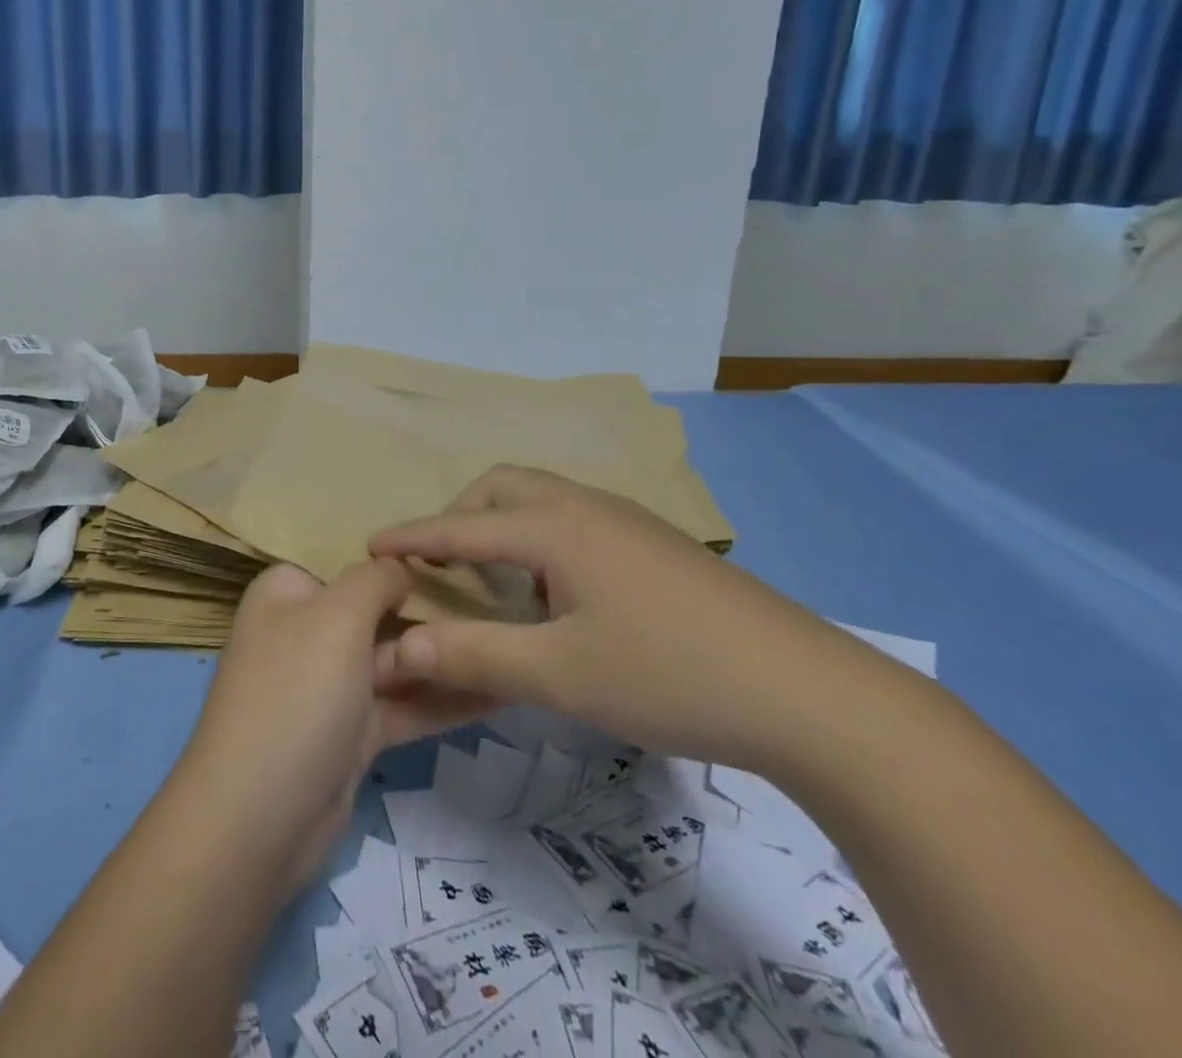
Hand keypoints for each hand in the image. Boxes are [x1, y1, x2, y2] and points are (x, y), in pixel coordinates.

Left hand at [176, 561, 496, 892]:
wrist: (257, 820)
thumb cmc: (296, 694)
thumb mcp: (336, 617)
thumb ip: (375, 580)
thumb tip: (400, 566)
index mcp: (290, 592)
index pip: (352, 564)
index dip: (403, 563)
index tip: (464, 563)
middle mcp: (307, 631)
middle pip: (379, 611)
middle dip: (437, 611)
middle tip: (509, 604)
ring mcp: (330, 685)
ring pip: (397, 661)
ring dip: (449, 657)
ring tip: (515, 644)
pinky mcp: (352, 733)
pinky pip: (404, 705)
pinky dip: (445, 700)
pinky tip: (501, 692)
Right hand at [369, 466, 874, 771]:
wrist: (811, 694)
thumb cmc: (670, 675)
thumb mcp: (560, 675)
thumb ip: (473, 657)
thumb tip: (397, 648)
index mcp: (556, 527)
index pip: (462, 526)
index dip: (411, 536)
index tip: (369, 545)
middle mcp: (587, 506)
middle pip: (503, 488)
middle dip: (460, 518)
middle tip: (443, 566)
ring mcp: (628, 521)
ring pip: (543, 501)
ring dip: (504, 527)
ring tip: (496, 582)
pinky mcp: (656, 544)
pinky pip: (574, 521)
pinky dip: (540, 540)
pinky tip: (557, 594)